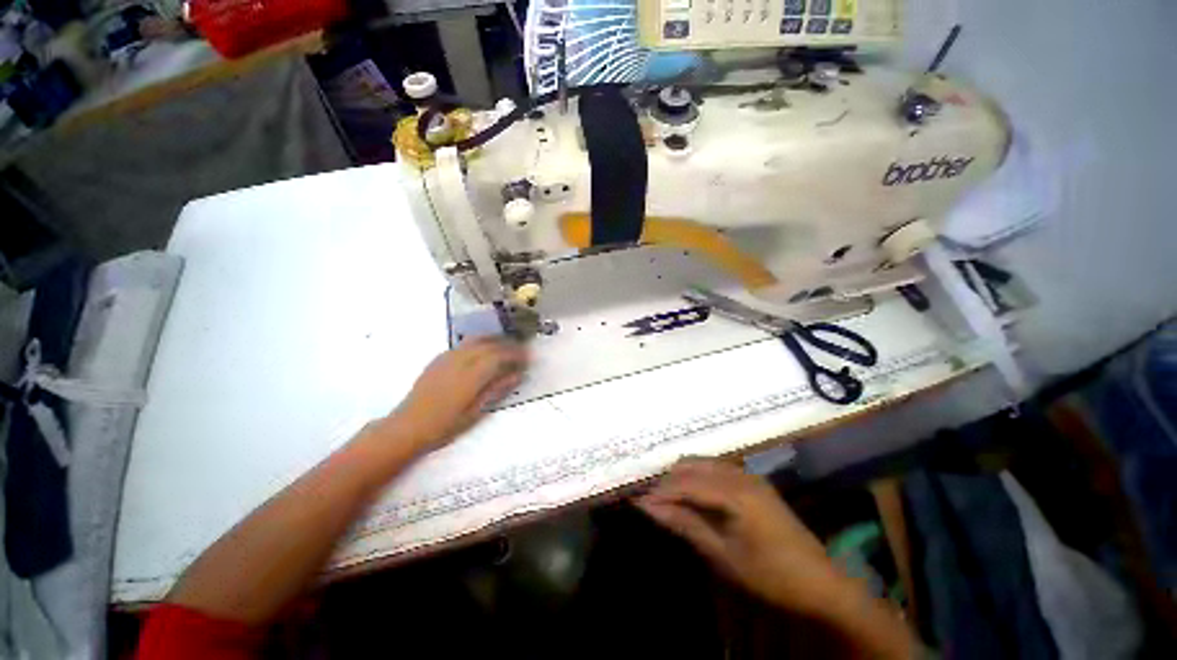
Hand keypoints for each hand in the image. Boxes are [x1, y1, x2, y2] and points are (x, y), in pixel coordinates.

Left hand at [385, 337, 528, 452]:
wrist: (408, 426)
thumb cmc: (444, 425)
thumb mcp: (476, 411)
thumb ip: (497, 389)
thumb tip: (518, 375)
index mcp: (471, 375)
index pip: (499, 356)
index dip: (515, 354)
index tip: (527, 358)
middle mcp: (460, 360)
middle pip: (489, 344)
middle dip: (507, 345)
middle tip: (521, 352)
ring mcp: (448, 357)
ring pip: (476, 340)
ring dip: (494, 340)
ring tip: (506, 347)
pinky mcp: (439, 359)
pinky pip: (464, 344)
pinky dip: (479, 343)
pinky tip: (483, 351)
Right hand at [635, 459, 858, 616]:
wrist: (822, 585)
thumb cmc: (770, 576)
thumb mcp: (723, 555)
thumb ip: (685, 524)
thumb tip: (649, 508)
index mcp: (735, 492)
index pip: (686, 483)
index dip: (660, 491)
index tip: (637, 501)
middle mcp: (740, 474)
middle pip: (692, 465)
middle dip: (668, 480)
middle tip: (651, 500)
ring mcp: (749, 475)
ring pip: (703, 463)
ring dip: (683, 477)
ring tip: (668, 498)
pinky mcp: (754, 482)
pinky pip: (717, 469)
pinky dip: (698, 477)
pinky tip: (693, 495)